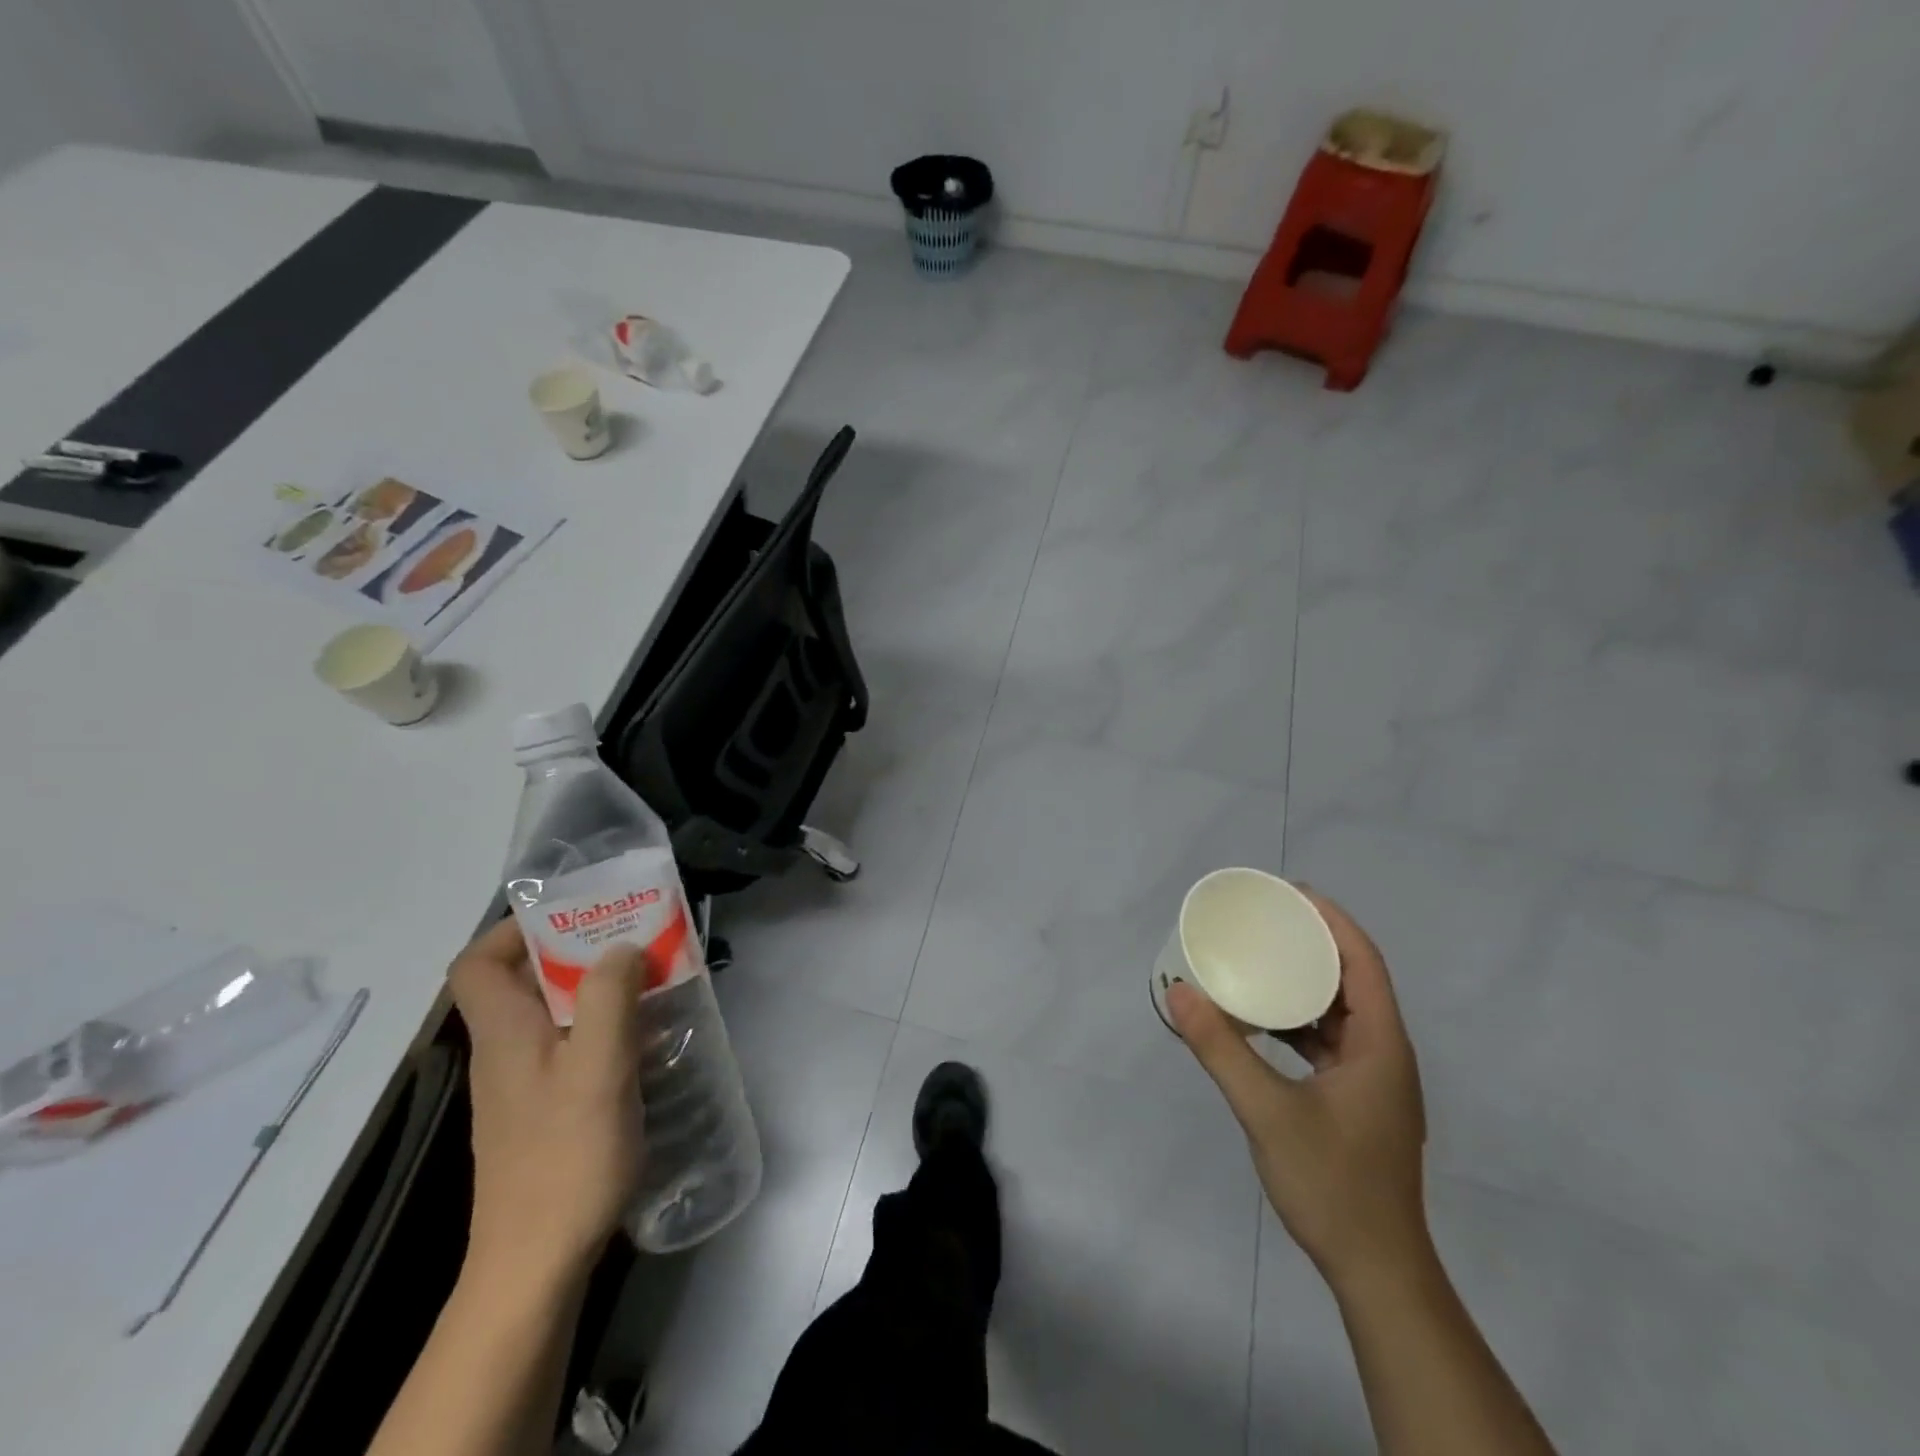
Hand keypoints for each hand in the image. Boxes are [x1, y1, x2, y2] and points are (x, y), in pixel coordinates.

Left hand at [448, 919, 644, 1284]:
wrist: (536, 1264)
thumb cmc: (565, 1157)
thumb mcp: (598, 1067)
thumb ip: (609, 998)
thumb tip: (621, 946)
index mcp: (504, 1033)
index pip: (476, 963)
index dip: (513, 930)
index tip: (572, 917)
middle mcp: (505, 1052)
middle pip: (523, 981)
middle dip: (577, 951)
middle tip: (633, 940)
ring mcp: (523, 1085)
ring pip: (552, 1013)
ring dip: (597, 989)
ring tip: (650, 981)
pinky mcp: (544, 1111)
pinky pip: (569, 1046)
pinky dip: (603, 1029)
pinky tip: (644, 1040)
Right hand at [1168, 889, 1428, 1284]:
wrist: (1377, 1271)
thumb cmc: (1332, 1184)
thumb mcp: (1267, 1111)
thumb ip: (1221, 1049)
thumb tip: (1178, 991)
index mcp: (1380, 1046)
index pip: (1364, 963)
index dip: (1333, 922)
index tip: (1292, 894)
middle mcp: (1385, 1054)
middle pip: (1354, 981)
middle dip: (1314, 944)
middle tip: (1266, 920)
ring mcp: (1373, 1081)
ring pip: (1341, 1013)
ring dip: (1305, 983)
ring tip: (1260, 959)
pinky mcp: (1358, 1102)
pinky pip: (1330, 1042)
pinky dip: (1299, 1021)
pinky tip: (1263, 1022)